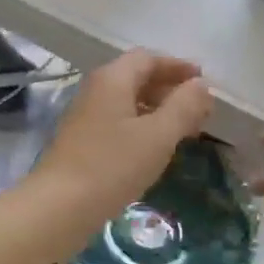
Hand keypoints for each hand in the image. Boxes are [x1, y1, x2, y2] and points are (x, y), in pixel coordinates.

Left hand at [35, 50, 212, 218]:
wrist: (60, 205)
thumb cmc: (113, 165)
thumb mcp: (158, 135)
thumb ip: (183, 107)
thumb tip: (201, 84)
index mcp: (112, 79)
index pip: (147, 58)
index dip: (177, 66)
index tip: (203, 81)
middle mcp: (96, 90)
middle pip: (136, 78)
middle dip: (170, 89)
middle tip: (199, 110)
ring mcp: (86, 115)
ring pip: (128, 102)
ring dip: (157, 109)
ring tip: (184, 130)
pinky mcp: (82, 140)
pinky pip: (118, 121)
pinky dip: (142, 126)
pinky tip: (155, 147)